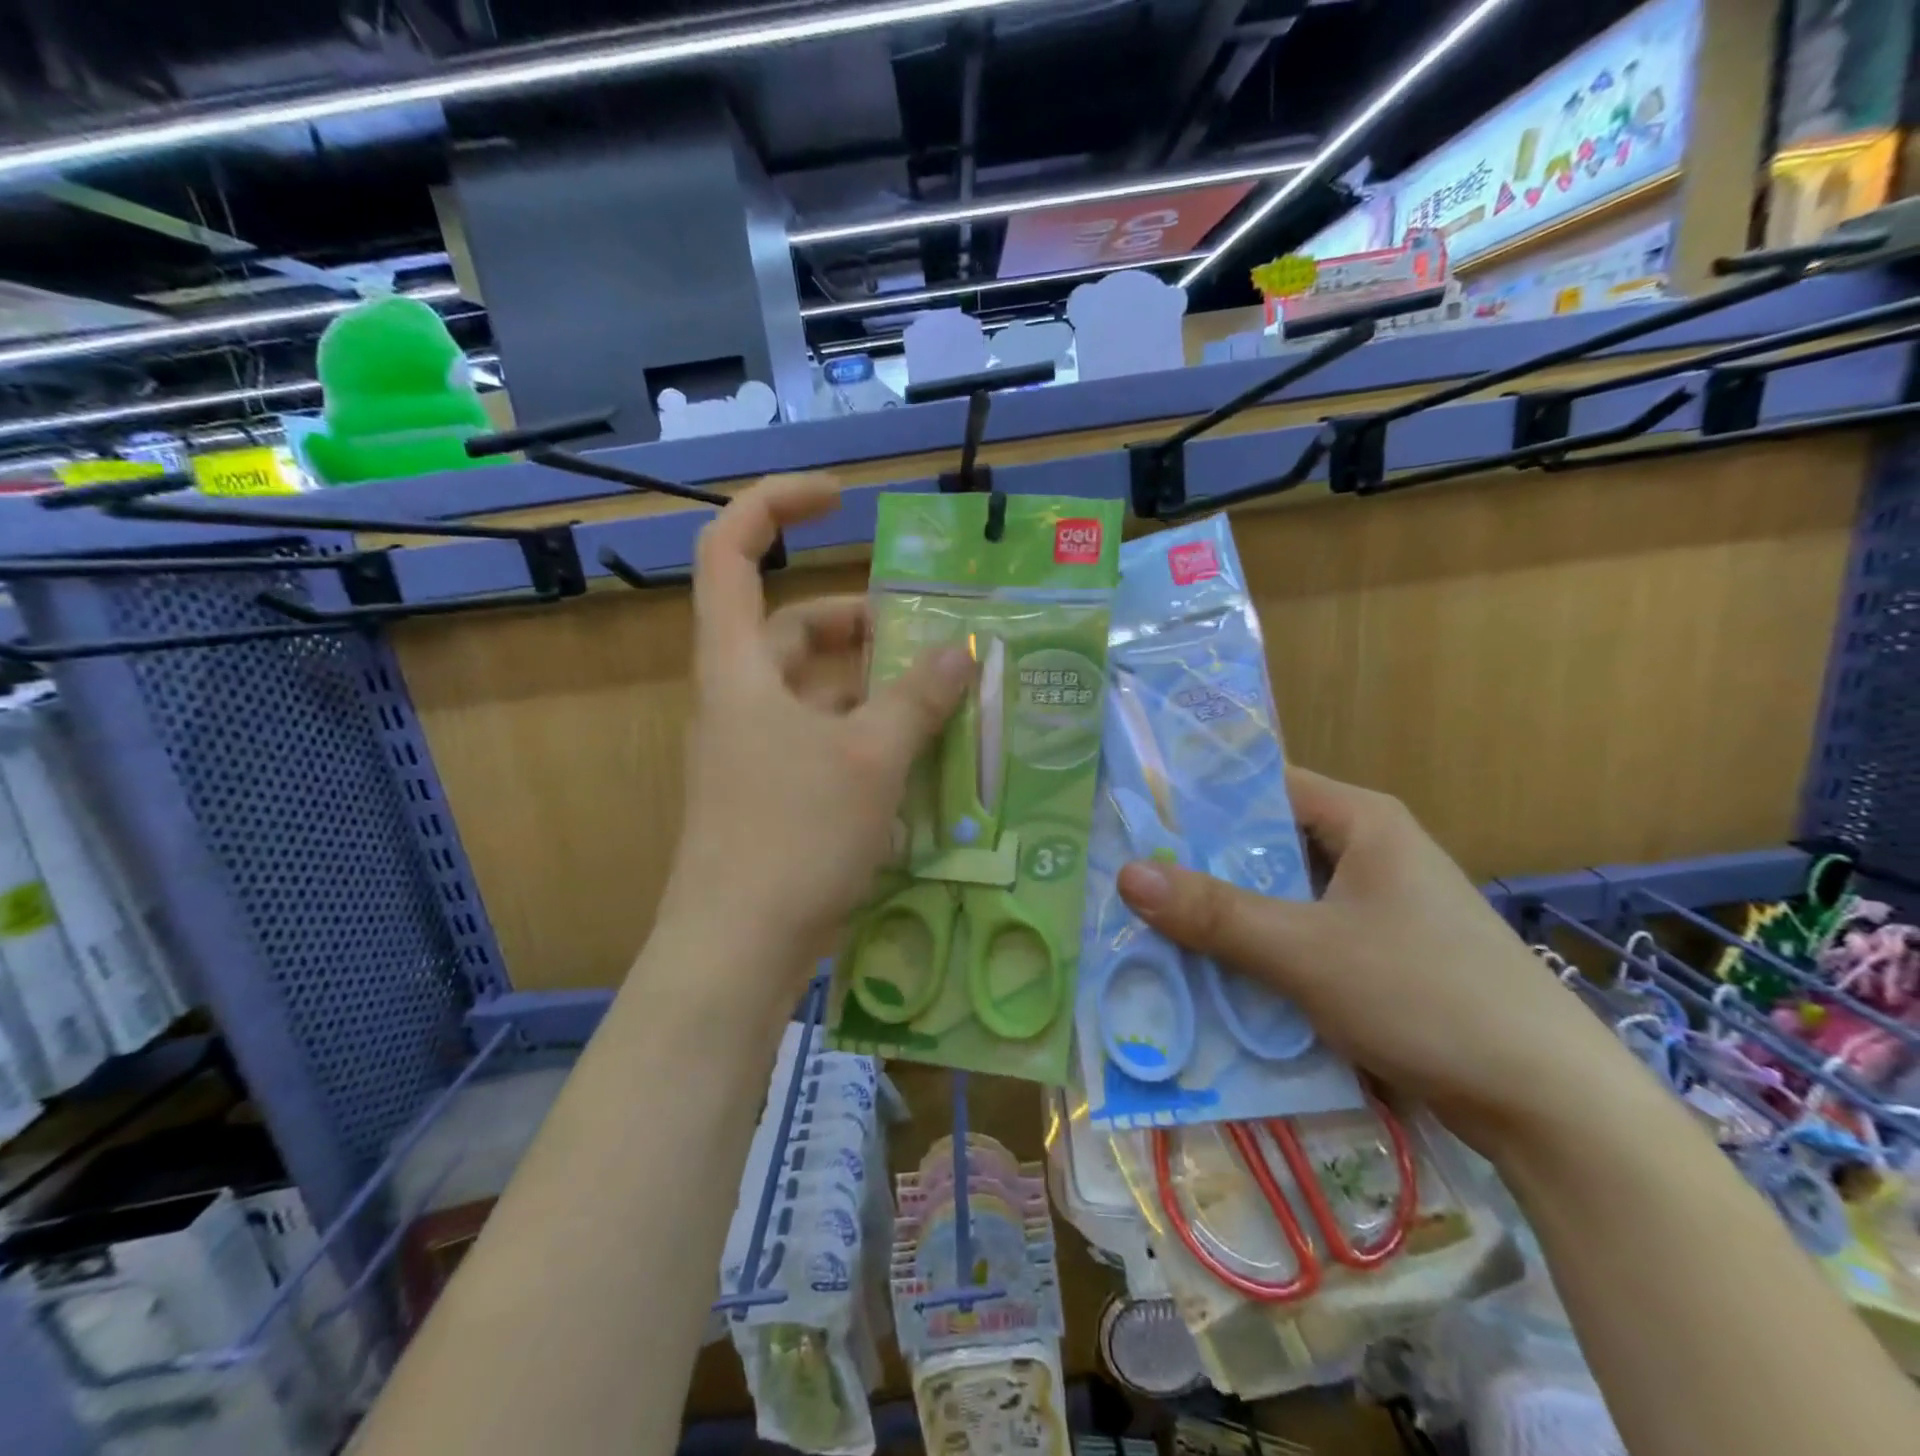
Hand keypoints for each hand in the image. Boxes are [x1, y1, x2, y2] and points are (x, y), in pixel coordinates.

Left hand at [662, 477, 974, 959]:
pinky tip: (921, 757)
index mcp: (739, 666)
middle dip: (861, 623)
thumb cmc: (793, 837)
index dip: (777, 506)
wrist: (737, 951)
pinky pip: (825, 741)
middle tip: (929, 637)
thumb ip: (918, 698)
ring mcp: (754, 750)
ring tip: (943, 697)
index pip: (731, 551)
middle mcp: (740, 698)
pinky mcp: (774, 795)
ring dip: (875, 686)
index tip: (843, 500)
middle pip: (794, 629)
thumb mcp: (868, 758)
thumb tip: (964, 651)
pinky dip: (869, 736)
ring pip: (818, 692)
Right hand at [1115, 768, 1646, 1157]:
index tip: (1133, 815)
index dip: (1197, 798)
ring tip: (1149, 922)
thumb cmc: (1429, 998)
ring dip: (1225, 914)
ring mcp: (1375, 907)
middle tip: (1126, 875)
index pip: (1262, 785)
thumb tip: (1127, 873)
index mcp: (1362, 821)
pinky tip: (1208, 972)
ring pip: (1279, 896)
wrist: (1552, 1109)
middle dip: (1199, 865)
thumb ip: (1214, 913)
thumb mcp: (1306, 951)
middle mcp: (1368, 852)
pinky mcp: (1378, 956)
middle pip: (1265, 845)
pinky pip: (1299, 937)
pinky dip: (1257, 950)